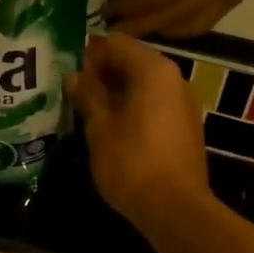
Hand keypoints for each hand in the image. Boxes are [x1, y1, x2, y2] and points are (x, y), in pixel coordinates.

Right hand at [66, 35, 210, 228]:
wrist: (175, 208)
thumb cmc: (132, 162)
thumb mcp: (100, 128)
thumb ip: (88, 96)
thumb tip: (74, 76)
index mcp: (153, 70)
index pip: (116, 43)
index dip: (90, 54)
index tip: (68, 72)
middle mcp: (174, 78)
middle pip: (133, 62)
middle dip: (103, 73)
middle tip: (74, 92)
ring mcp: (183, 103)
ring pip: (144, 85)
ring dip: (117, 93)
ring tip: (88, 111)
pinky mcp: (185, 127)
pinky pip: (155, 105)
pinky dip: (133, 109)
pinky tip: (112, 128)